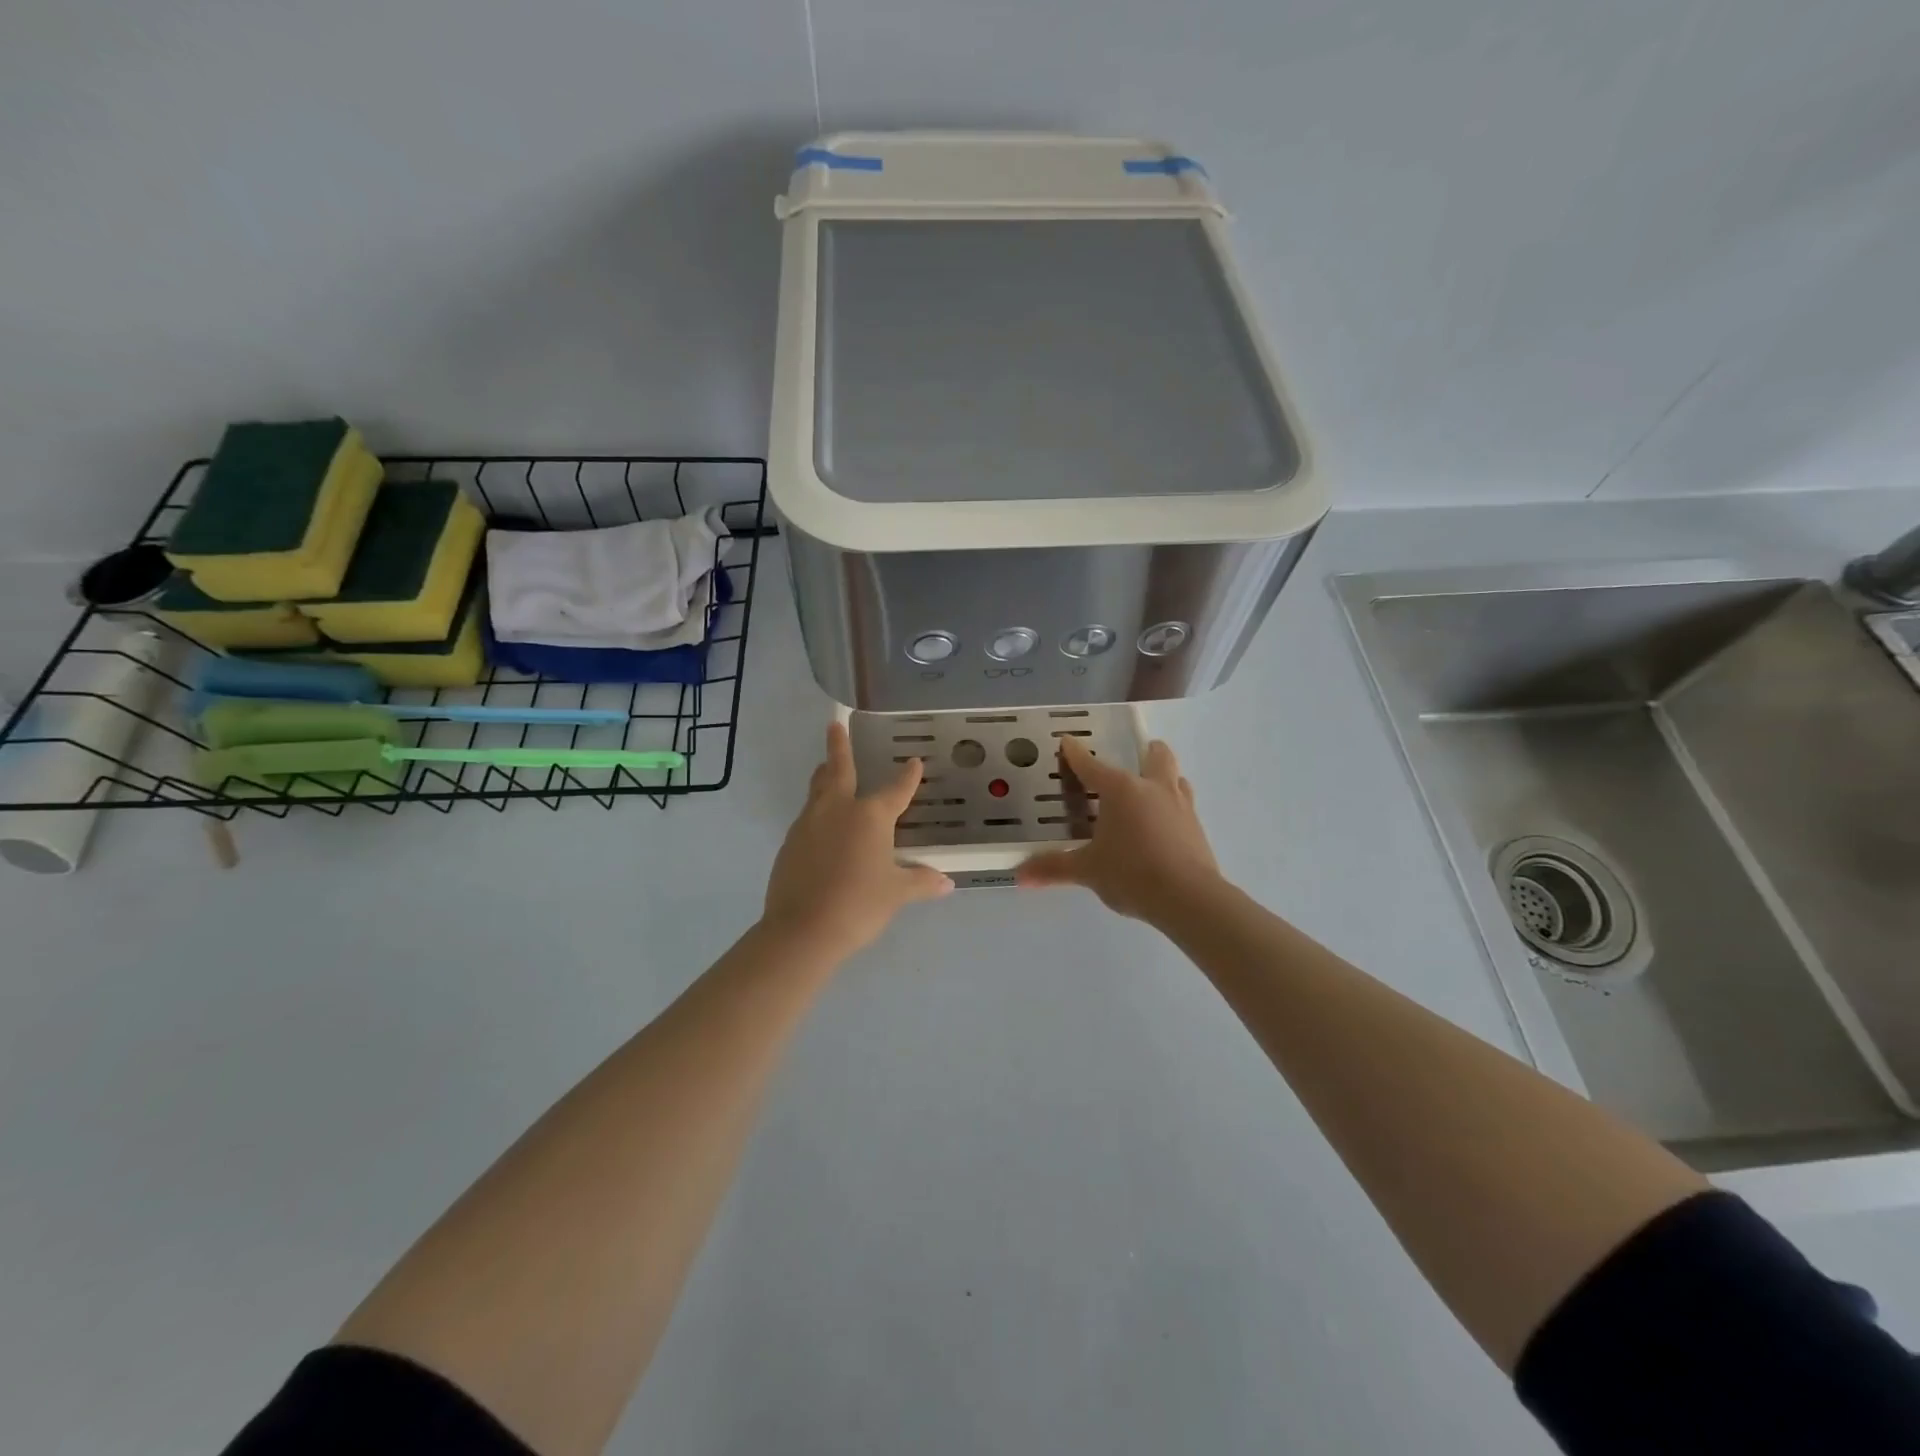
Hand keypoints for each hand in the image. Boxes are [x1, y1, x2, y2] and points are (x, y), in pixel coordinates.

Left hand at [761, 722, 952, 960]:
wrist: (802, 930)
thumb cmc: (858, 905)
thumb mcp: (896, 893)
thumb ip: (921, 882)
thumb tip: (946, 883)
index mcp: (870, 816)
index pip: (896, 790)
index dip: (908, 777)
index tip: (914, 762)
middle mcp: (838, 809)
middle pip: (838, 769)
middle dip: (838, 745)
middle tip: (834, 724)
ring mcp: (809, 824)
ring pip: (818, 790)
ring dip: (824, 776)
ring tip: (826, 767)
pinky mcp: (790, 843)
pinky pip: (808, 817)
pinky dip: (817, 811)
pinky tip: (822, 825)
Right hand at [1016, 737, 1223, 924]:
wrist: (1189, 898)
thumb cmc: (1131, 874)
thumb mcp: (1087, 870)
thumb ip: (1054, 868)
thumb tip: (1019, 875)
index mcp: (1120, 790)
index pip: (1091, 765)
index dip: (1075, 753)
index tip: (1067, 741)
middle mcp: (1152, 788)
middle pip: (1156, 756)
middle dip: (1147, 751)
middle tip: (1138, 754)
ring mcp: (1181, 806)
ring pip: (1177, 778)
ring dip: (1166, 776)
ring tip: (1153, 788)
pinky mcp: (1197, 828)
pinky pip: (1185, 806)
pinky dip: (1174, 807)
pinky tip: (1166, 825)